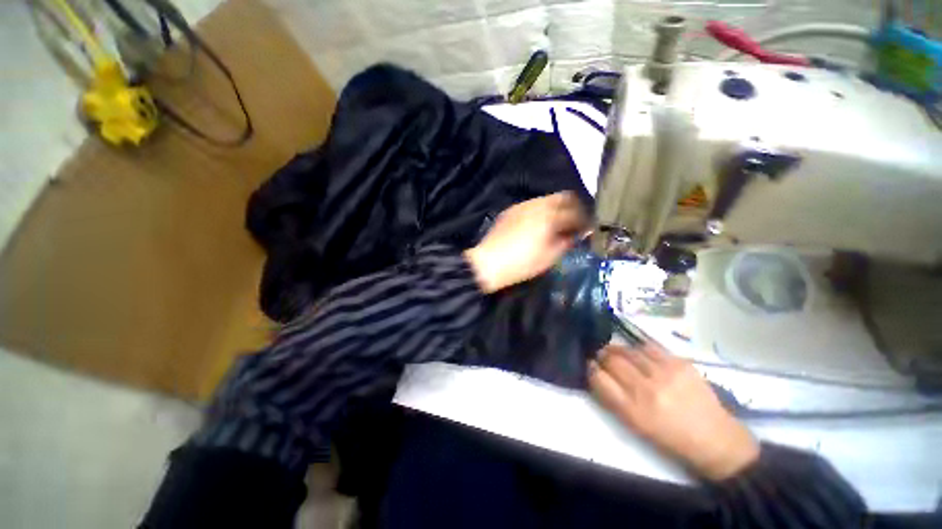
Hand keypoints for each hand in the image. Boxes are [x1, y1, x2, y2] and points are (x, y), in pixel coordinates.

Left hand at [464, 192, 586, 292]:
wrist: (488, 263)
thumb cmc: (521, 264)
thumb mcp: (549, 257)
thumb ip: (567, 242)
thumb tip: (577, 234)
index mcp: (549, 217)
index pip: (576, 212)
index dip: (586, 220)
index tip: (588, 228)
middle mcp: (537, 205)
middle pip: (564, 197)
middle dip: (574, 207)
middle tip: (576, 222)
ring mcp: (522, 205)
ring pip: (547, 198)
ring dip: (557, 207)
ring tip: (558, 223)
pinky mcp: (511, 210)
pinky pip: (532, 204)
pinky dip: (542, 210)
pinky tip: (539, 224)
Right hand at [589, 343, 758, 480]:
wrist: (714, 439)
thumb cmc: (669, 437)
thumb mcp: (635, 426)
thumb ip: (612, 399)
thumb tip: (596, 374)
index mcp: (633, 411)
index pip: (600, 379)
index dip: (591, 368)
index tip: (590, 365)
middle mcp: (646, 390)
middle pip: (612, 361)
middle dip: (602, 356)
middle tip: (601, 355)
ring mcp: (665, 374)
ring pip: (628, 351)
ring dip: (617, 349)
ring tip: (616, 351)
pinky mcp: (680, 364)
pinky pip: (649, 347)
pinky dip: (639, 349)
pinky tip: (638, 353)